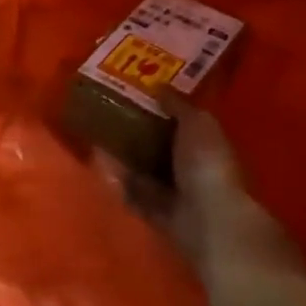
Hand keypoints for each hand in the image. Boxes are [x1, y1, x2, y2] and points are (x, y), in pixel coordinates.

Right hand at [100, 104, 246, 273]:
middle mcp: (192, 169)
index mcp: (206, 144)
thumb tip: (160, 86)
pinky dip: (118, 182)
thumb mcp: (197, 123)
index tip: (132, 94)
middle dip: (135, 134)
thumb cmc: (207, 164)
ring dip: (123, 158)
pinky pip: (133, 194)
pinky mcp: (158, 215)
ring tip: (96, 136)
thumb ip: (178, 105)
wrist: (209, 220)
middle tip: (106, 114)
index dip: (159, 110)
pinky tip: (99, 165)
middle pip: (158, 147)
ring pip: (144, 171)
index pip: (181, 123)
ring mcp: (176, 194)